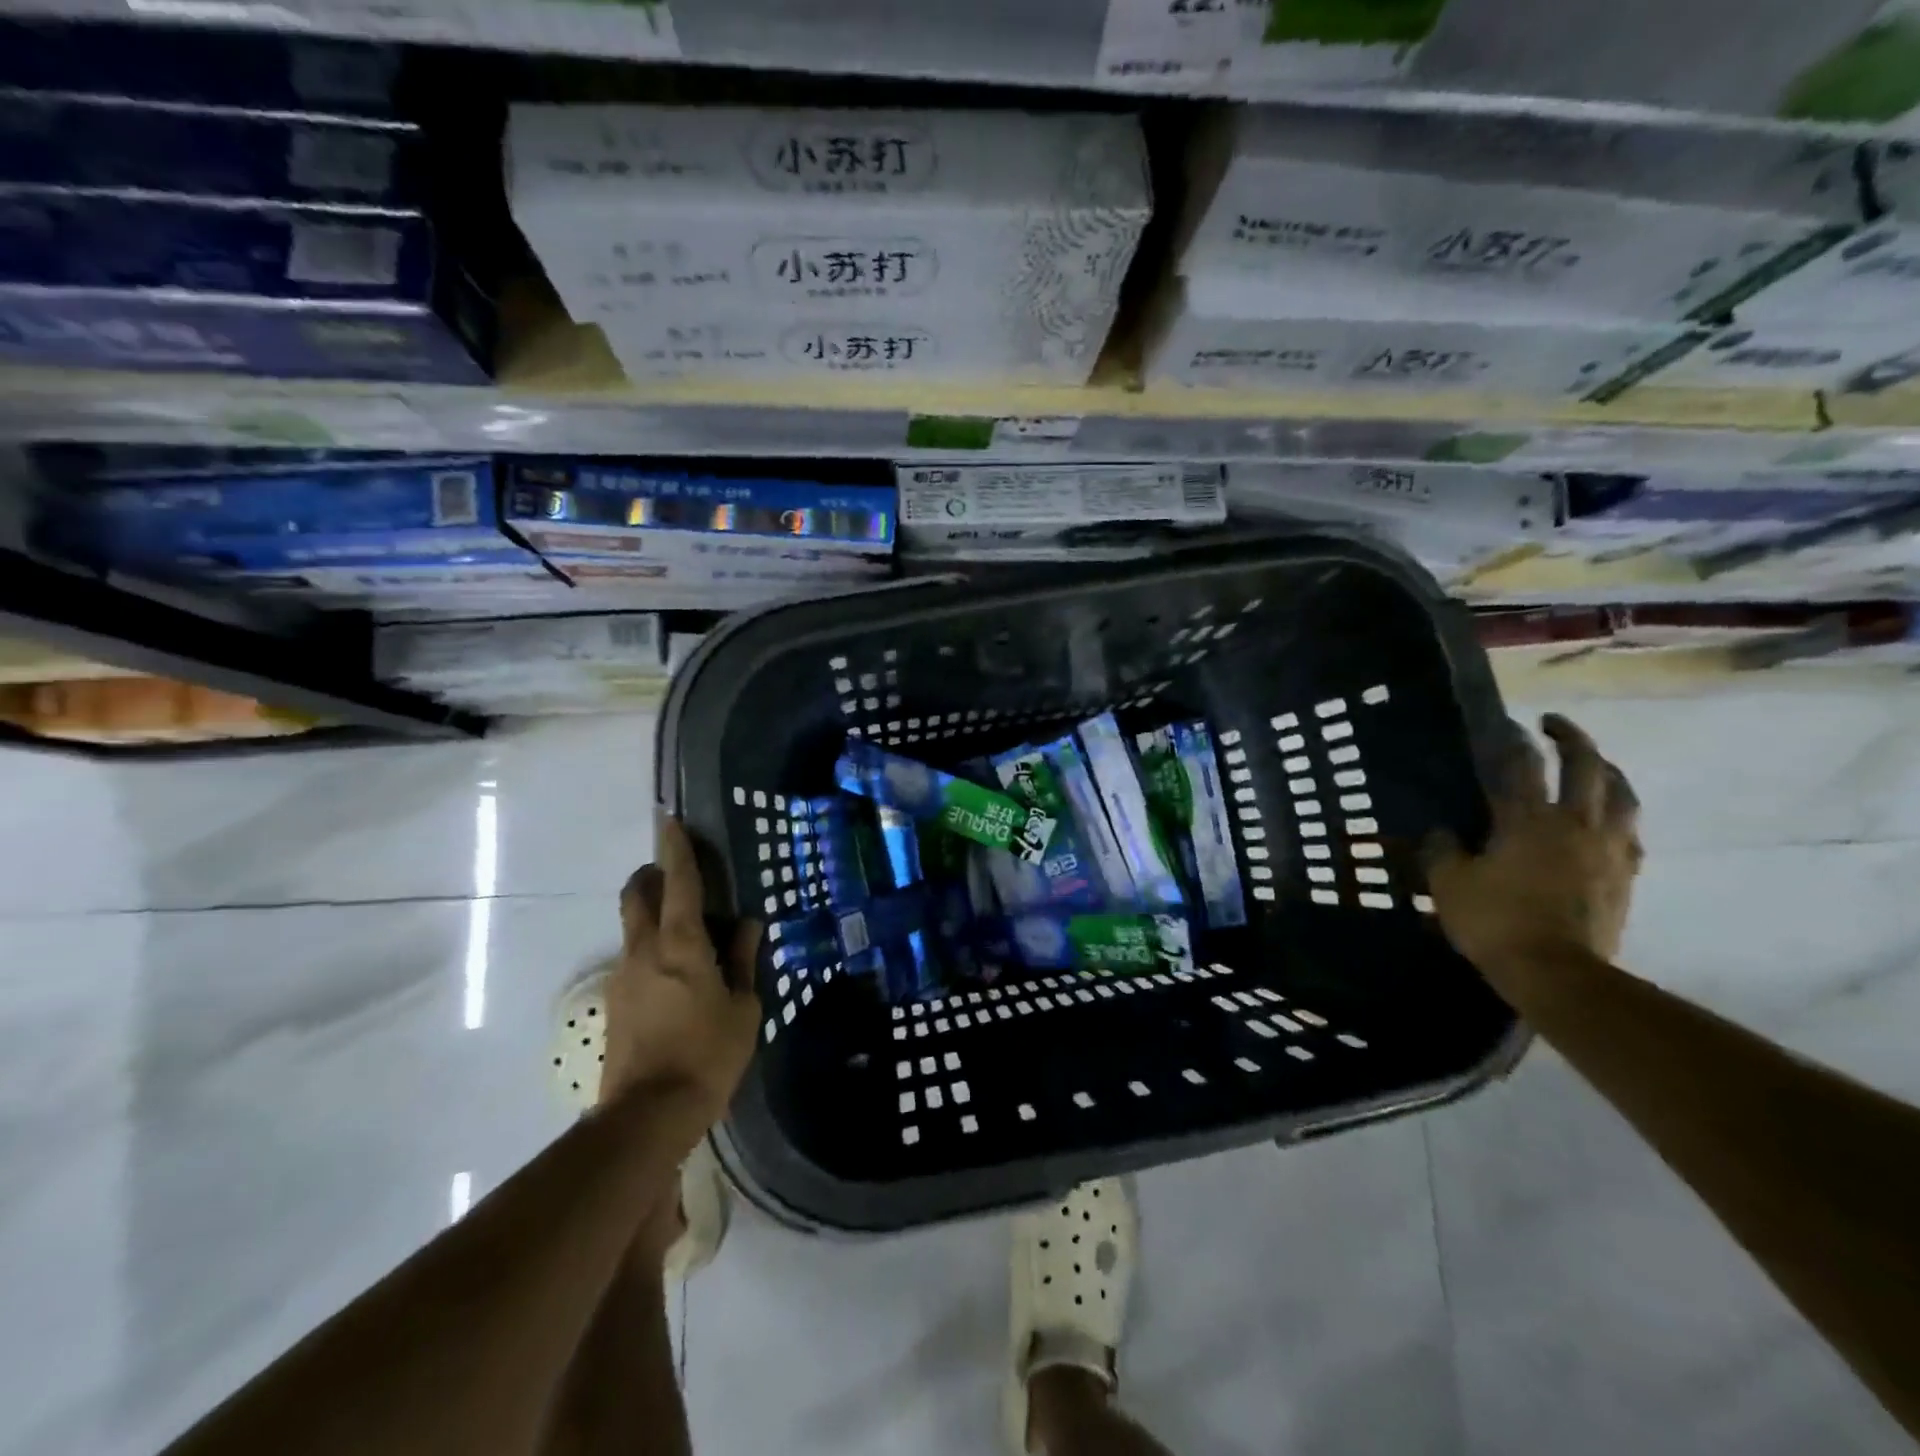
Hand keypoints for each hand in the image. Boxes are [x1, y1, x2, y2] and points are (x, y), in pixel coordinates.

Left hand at [603, 815, 762, 1129]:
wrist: (648, 1114)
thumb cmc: (708, 1054)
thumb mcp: (743, 1006)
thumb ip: (743, 959)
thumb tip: (748, 925)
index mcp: (681, 944)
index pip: (677, 882)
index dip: (676, 848)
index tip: (671, 821)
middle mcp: (644, 950)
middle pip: (637, 894)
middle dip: (653, 875)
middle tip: (679, 875)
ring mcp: (623, 975)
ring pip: (634, 925)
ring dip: (653, 912)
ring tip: (690, 930)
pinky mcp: (616, 1001)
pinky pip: (635, 955)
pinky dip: (653, 945)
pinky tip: (679, 971)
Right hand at [1425, 714, 1642, 989]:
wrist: (1556, 972)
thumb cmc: (1495, 921)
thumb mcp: (1448, 884)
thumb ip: (1442, 850)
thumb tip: (1441, 831)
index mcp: (1527, 821)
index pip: (1522, 766)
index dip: (1514, 740)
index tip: (1508, 723)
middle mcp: (1574, 824)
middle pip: (1586, 767)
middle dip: (1572, 739)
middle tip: (1554, 725)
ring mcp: (1607, 849)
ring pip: (1622, 795)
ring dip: (1608, 771)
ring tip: (1596, 764)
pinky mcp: (1625, 876)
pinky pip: (1630, 833)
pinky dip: (1620, 815)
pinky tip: (1611, 818)